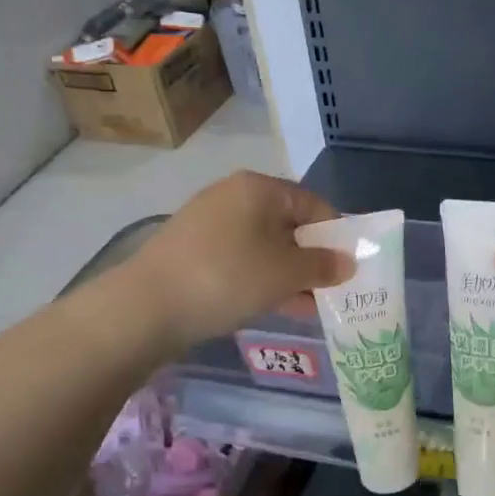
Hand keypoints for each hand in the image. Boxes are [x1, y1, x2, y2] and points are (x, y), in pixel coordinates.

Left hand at [129, 172, 353, 351]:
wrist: (146, 307)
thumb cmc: (228, 277)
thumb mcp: (286, 273)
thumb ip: (322, 266)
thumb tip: (347, 263)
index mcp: (259, 188)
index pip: (313, 203)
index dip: (336, 234)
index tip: (348, 266)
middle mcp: (233, 196)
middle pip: (288, 224)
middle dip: (312, 258)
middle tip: (331, 289)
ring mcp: (208, 223)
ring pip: (263, 245)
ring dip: (288, 273)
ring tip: (308, 305)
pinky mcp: (191, 251)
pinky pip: (239, 260)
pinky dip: (260, 279)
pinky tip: (274, 305)